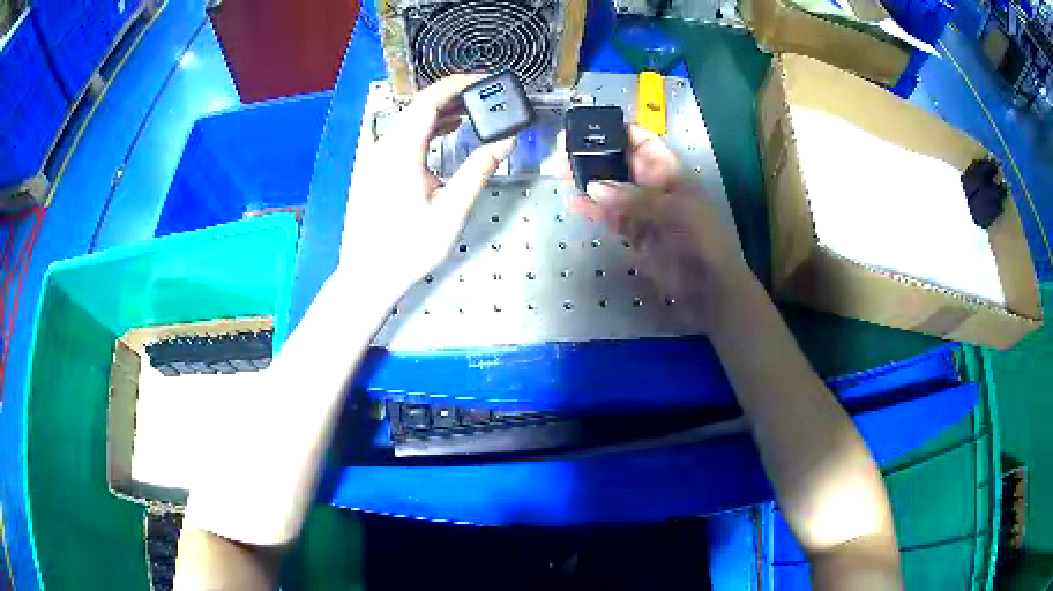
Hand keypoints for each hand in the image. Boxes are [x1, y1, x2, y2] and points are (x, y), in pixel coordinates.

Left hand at [337, 74, 515, 298]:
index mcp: (401, 151)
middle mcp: (384, 146)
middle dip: (454, 95)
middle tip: (486, 96)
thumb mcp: (451, 211)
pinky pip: (403, 134)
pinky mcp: (375, 167)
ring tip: (473, 112)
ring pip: (410, 119)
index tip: (485, 80)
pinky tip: (447, 132)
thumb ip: (479, 171)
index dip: (458, 84)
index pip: (429, 101)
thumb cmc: (408, 247)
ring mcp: (376, 156)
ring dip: (441, 111)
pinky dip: (427, 127)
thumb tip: (506, 142)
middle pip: (419, 106)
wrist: (369, 274)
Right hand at [561, 125, 751, 325]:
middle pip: (617, 162)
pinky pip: (608, 216)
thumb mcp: (677, 212)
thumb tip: (592, 188)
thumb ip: (636, 199)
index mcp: (669, 171)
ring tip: (555, 172)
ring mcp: (641, 210)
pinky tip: (572, 202)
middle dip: (590, 154)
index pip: (640, 140)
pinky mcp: (632, 234)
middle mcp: (652, 185)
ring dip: (584, 179)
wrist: (711, 289)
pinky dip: (590, 209)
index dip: (614, 132)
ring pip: (608, 188)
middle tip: (558, 154)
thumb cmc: (704, 241)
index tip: (584, 131)